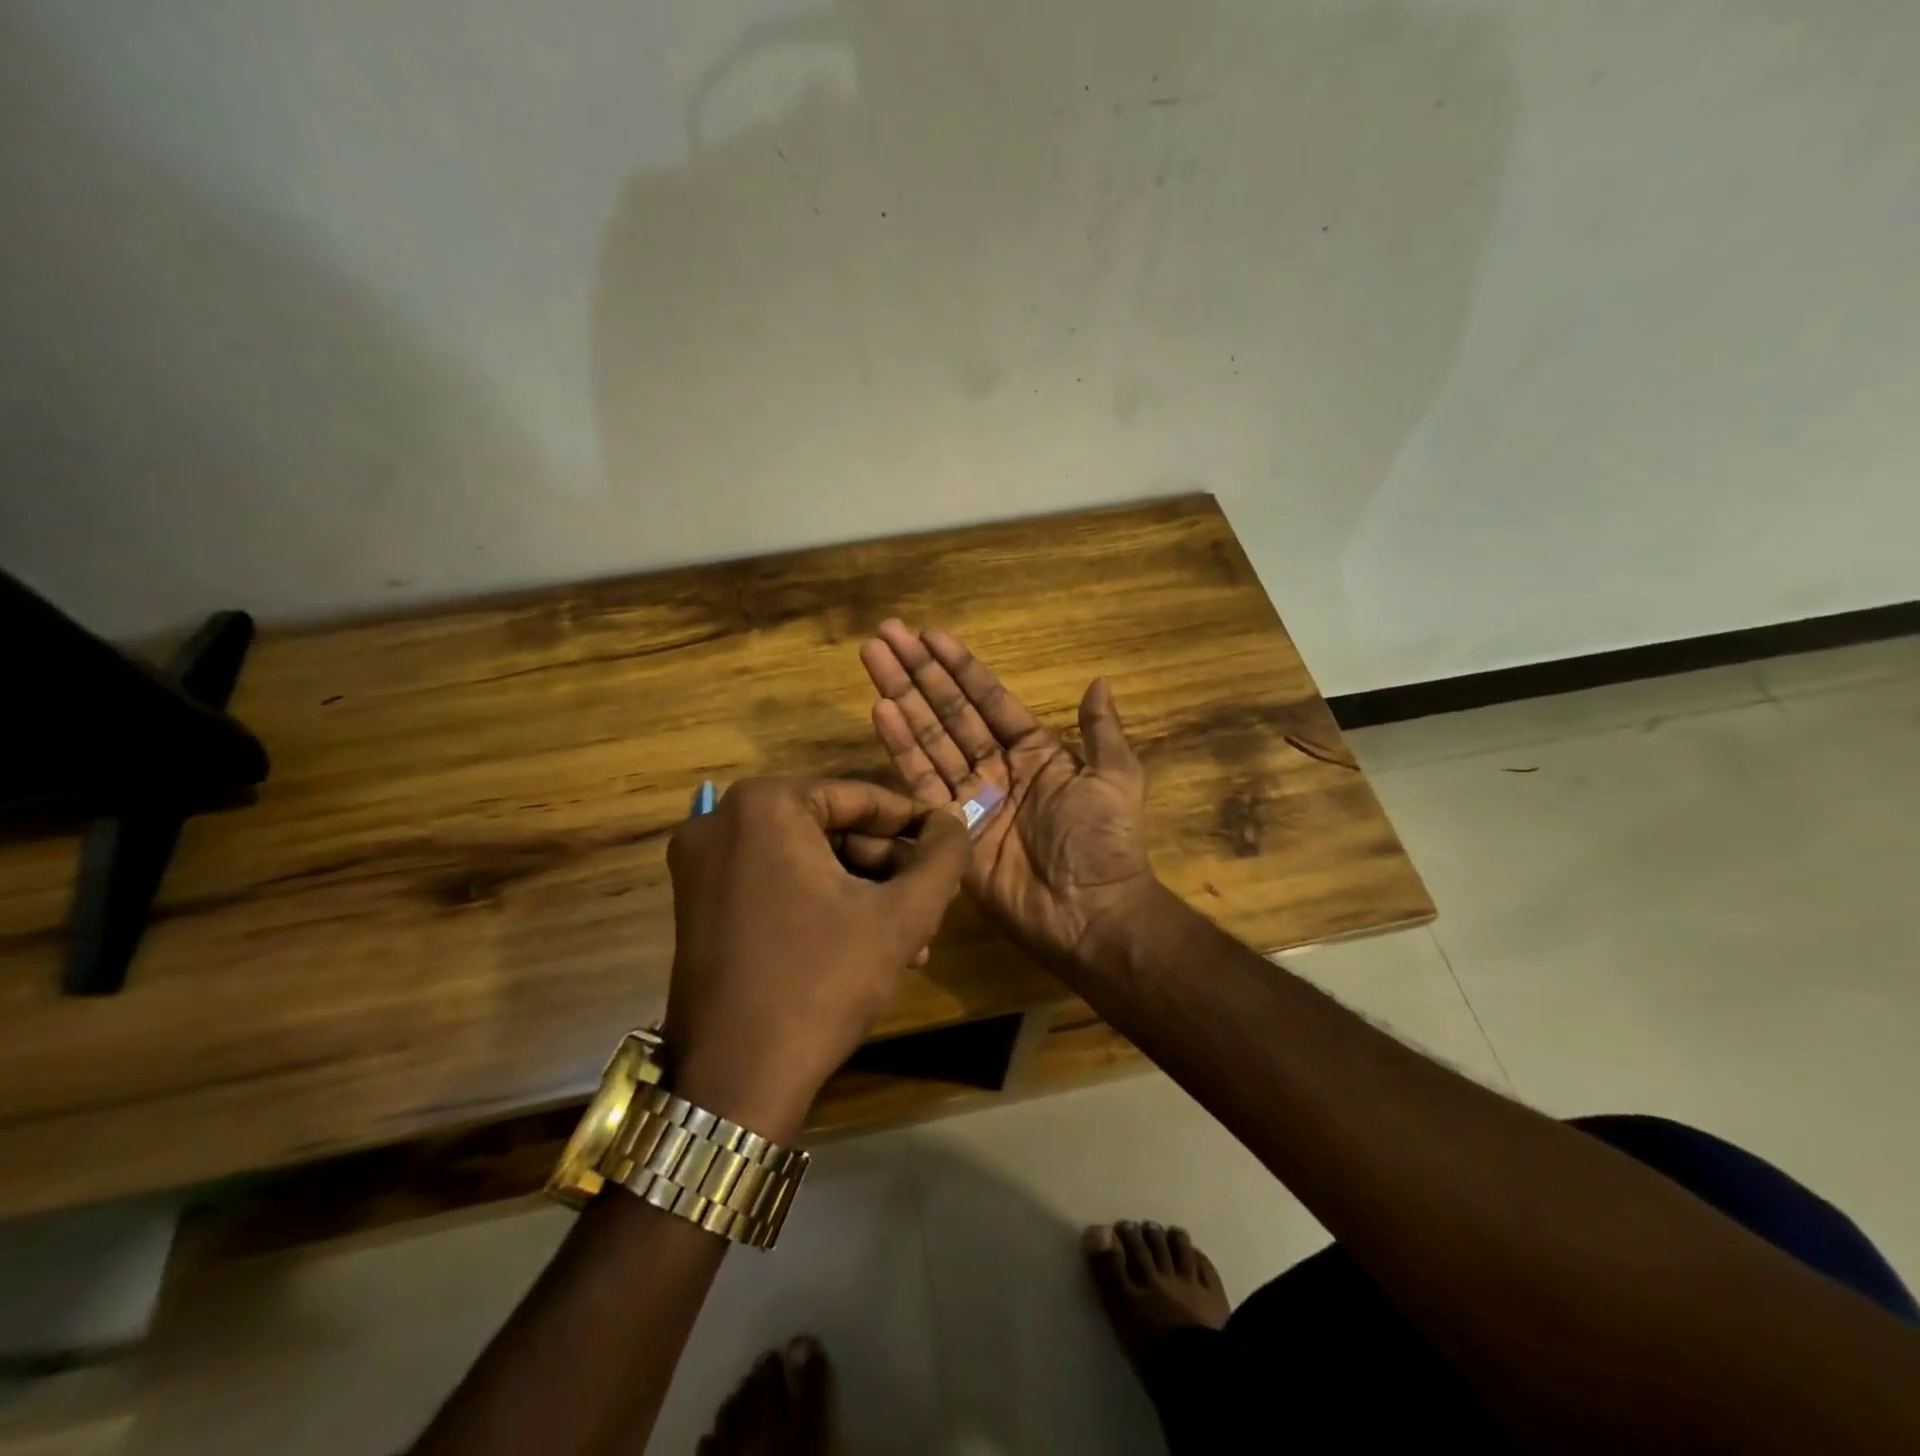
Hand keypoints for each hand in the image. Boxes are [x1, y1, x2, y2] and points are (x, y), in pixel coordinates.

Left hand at [663, 777, 969, 1141]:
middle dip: (888, 868)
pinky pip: (776, 884)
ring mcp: (701, 865)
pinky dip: (823, 904)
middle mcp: (721, 821)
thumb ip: (943, 858)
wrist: (735, 1081)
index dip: (914, 823)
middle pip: (832, 830)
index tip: (950, 843)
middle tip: (932, 899)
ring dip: (863, 892)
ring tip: (914, 936)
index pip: (860, 798)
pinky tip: (868, 945)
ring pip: (807, 860)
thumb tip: (955, 823)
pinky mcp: (696, 904)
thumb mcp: (901, 916)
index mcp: (764, 806)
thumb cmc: (821, 983)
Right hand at [859, 620, 1157, 968]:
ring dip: (900, 697)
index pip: (988, 698)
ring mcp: (969, 797)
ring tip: (873, 658)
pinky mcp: (948, 827)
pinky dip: (900, 745)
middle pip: (949, 711)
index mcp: (1033, 751)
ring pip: (928, 737)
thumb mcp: (1116, 777)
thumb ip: (1102, 730)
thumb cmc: (1105, 840)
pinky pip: (920, 780)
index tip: (930, 634)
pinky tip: (880, 709)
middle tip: (885, 634)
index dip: (959, 667)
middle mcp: (995, 767)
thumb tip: (1100, 681)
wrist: (1091, 911)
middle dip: (918, 672)